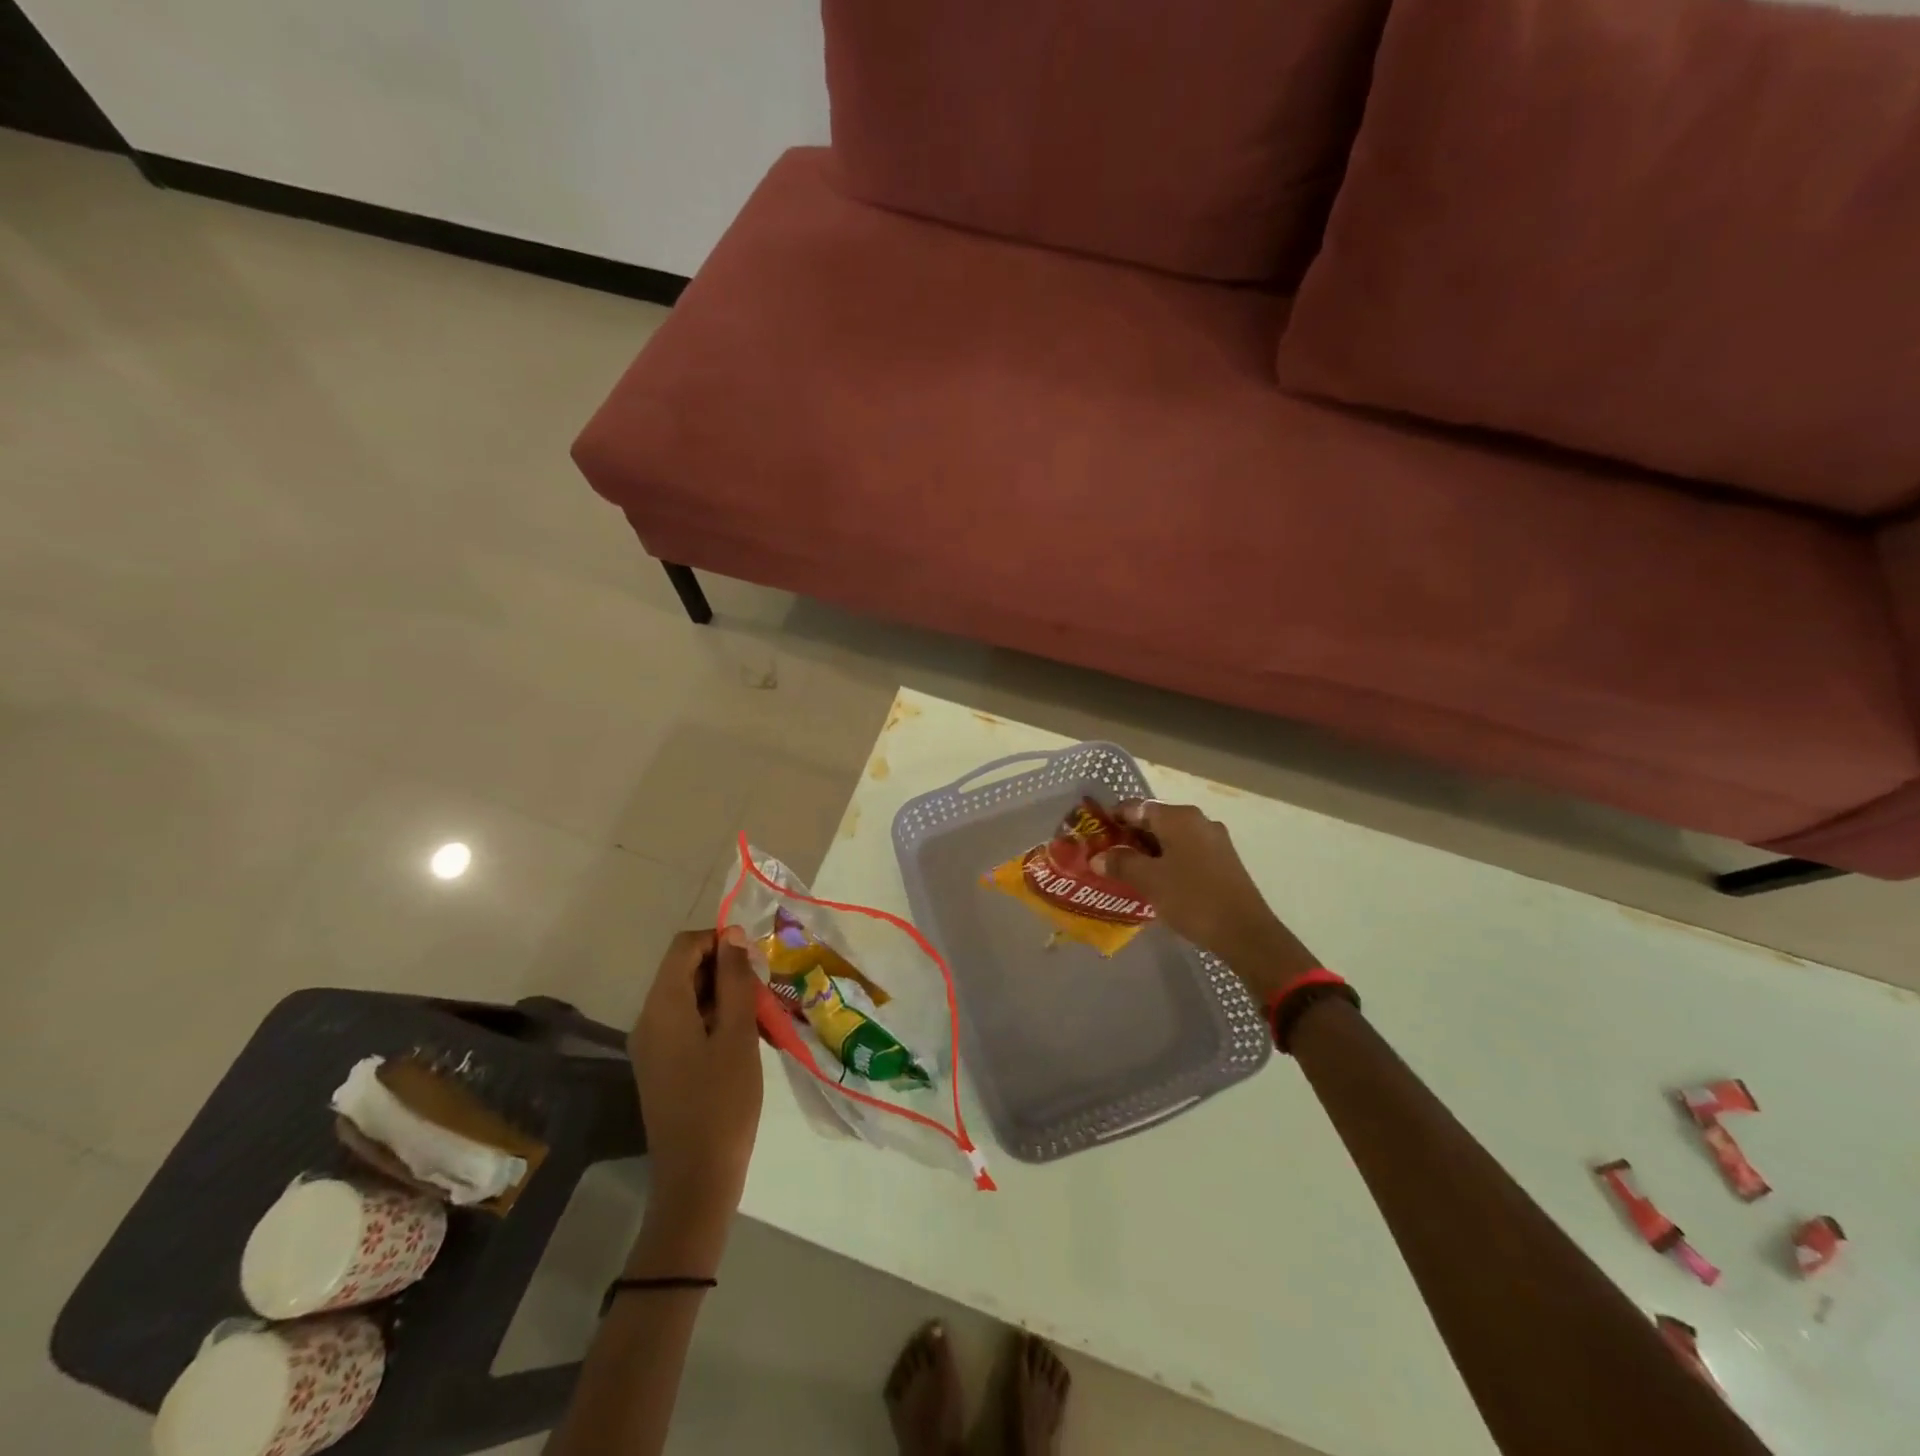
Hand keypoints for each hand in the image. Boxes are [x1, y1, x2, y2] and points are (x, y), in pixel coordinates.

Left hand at [627, 927, 763, 1275]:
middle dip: (726, 969)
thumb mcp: (738, 1034)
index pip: (685, 946)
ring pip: (689, 996)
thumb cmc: (723, 1102)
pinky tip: (745, 1039)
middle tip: (764, 990)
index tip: (755, 961)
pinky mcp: (662, 1065)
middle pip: (684, 969)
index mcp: (662, 1007)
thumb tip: (733, 934)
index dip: (720, 941)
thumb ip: (735, 980)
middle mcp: (649, 1019)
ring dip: (725, 995)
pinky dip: (715, 1019)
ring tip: (761, 1016)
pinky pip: (687, 1022)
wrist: (697, 1179)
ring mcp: (652, 1045)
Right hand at [1092, 800, 1317, 1000]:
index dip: (1114, 819)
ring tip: (1128, 872)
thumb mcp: (1148, 881)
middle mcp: (1198, 821)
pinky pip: (1187, 852)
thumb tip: (1097, 857)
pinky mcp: (1224, 861)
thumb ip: (1120, 864)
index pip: (1137, 807)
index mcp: (1179, 817)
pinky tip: (1158, 882)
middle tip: (1108, 857)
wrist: (1245, 932)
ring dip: (1149, 851)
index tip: (1096, 836)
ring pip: (1172, 838)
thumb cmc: (1192, 898)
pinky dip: (1168, 861)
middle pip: (1155, 821)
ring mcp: (1215, 841)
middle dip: (1130, 837)